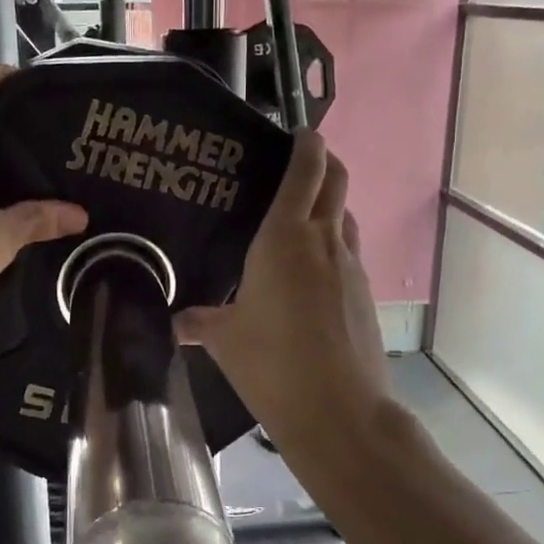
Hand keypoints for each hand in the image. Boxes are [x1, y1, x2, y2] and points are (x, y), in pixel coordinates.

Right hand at [175, 131, 391, 453]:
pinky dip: (335, 247)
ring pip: (346, 217)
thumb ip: (201, 322)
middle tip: (303, 162)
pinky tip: (314, 275)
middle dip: (325, 162)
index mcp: (285, 237)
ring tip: (304, 219)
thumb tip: (177, 322)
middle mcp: (324, 241)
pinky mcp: (366, 295)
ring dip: (332, 206)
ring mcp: (352, 267)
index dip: (306, 144)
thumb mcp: (225, 339)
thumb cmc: (271, 363)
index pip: (305, 171)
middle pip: (337, 181)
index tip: (299, 133)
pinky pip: (350, 254)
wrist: (339, 410)